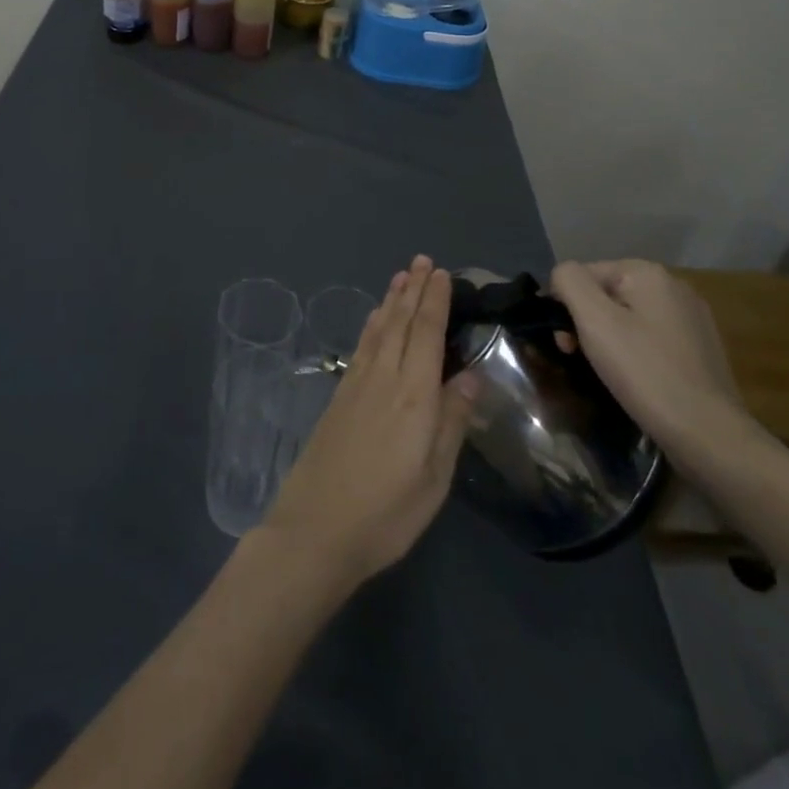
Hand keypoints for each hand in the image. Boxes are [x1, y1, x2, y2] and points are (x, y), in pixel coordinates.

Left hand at [262, 257, 475, 585]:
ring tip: (401, 277)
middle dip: (413, 289)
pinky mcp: (339, 396)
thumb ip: (452, 421)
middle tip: (422, 260)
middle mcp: (385, 378)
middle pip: (401, 323)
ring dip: (392, 301)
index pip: (427, 333)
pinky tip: (375, 320)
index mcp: (414, 395)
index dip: (434, 301)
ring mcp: (357, 384)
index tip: (442, 274)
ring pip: (379, 330)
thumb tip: (471, 376)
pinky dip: (372, 325)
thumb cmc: (387, 512)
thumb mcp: (434, 476)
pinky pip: (362, 346)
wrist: (317, 528)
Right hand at [549, 259, 748, 450]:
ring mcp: (691, 318)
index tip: (564, 343)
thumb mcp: (594, 320)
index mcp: (648, 273)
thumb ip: (569, 282)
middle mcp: (673, 286)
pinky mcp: (700, 348)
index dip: (565, 305)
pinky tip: (636, 377)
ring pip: (628, 317)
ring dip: (607, 338)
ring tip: (606, 370)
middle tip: (577, 356)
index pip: (583, 274)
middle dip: (585, 322)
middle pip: (606, 294)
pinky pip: (650, 337)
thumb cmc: (645, 372)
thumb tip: (562, 276)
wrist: (708, 434)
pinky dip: (634, 351)